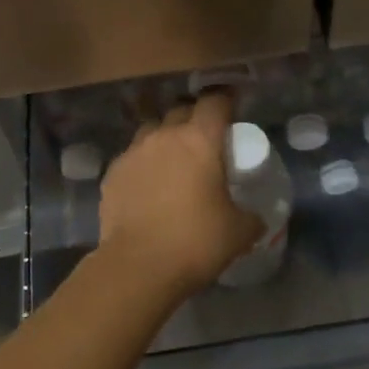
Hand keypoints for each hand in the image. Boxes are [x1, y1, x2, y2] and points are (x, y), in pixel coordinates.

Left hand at [99, 93, 262, 296]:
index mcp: (200, 140)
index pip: (215, 102)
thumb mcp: (238, 232)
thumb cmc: (195, 241)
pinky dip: (143, 164)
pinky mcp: (112, 173)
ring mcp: (133, 152)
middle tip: (205, 141)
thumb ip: (251, 217)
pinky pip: (132, 157)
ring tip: (173, 161)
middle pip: (181, 110)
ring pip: (152, 131)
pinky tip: (148, 187)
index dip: (226, 101)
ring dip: (165, 138)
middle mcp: (164, 136)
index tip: (233, 110)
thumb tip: (256, 218)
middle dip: (194, 119)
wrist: (138, 266)